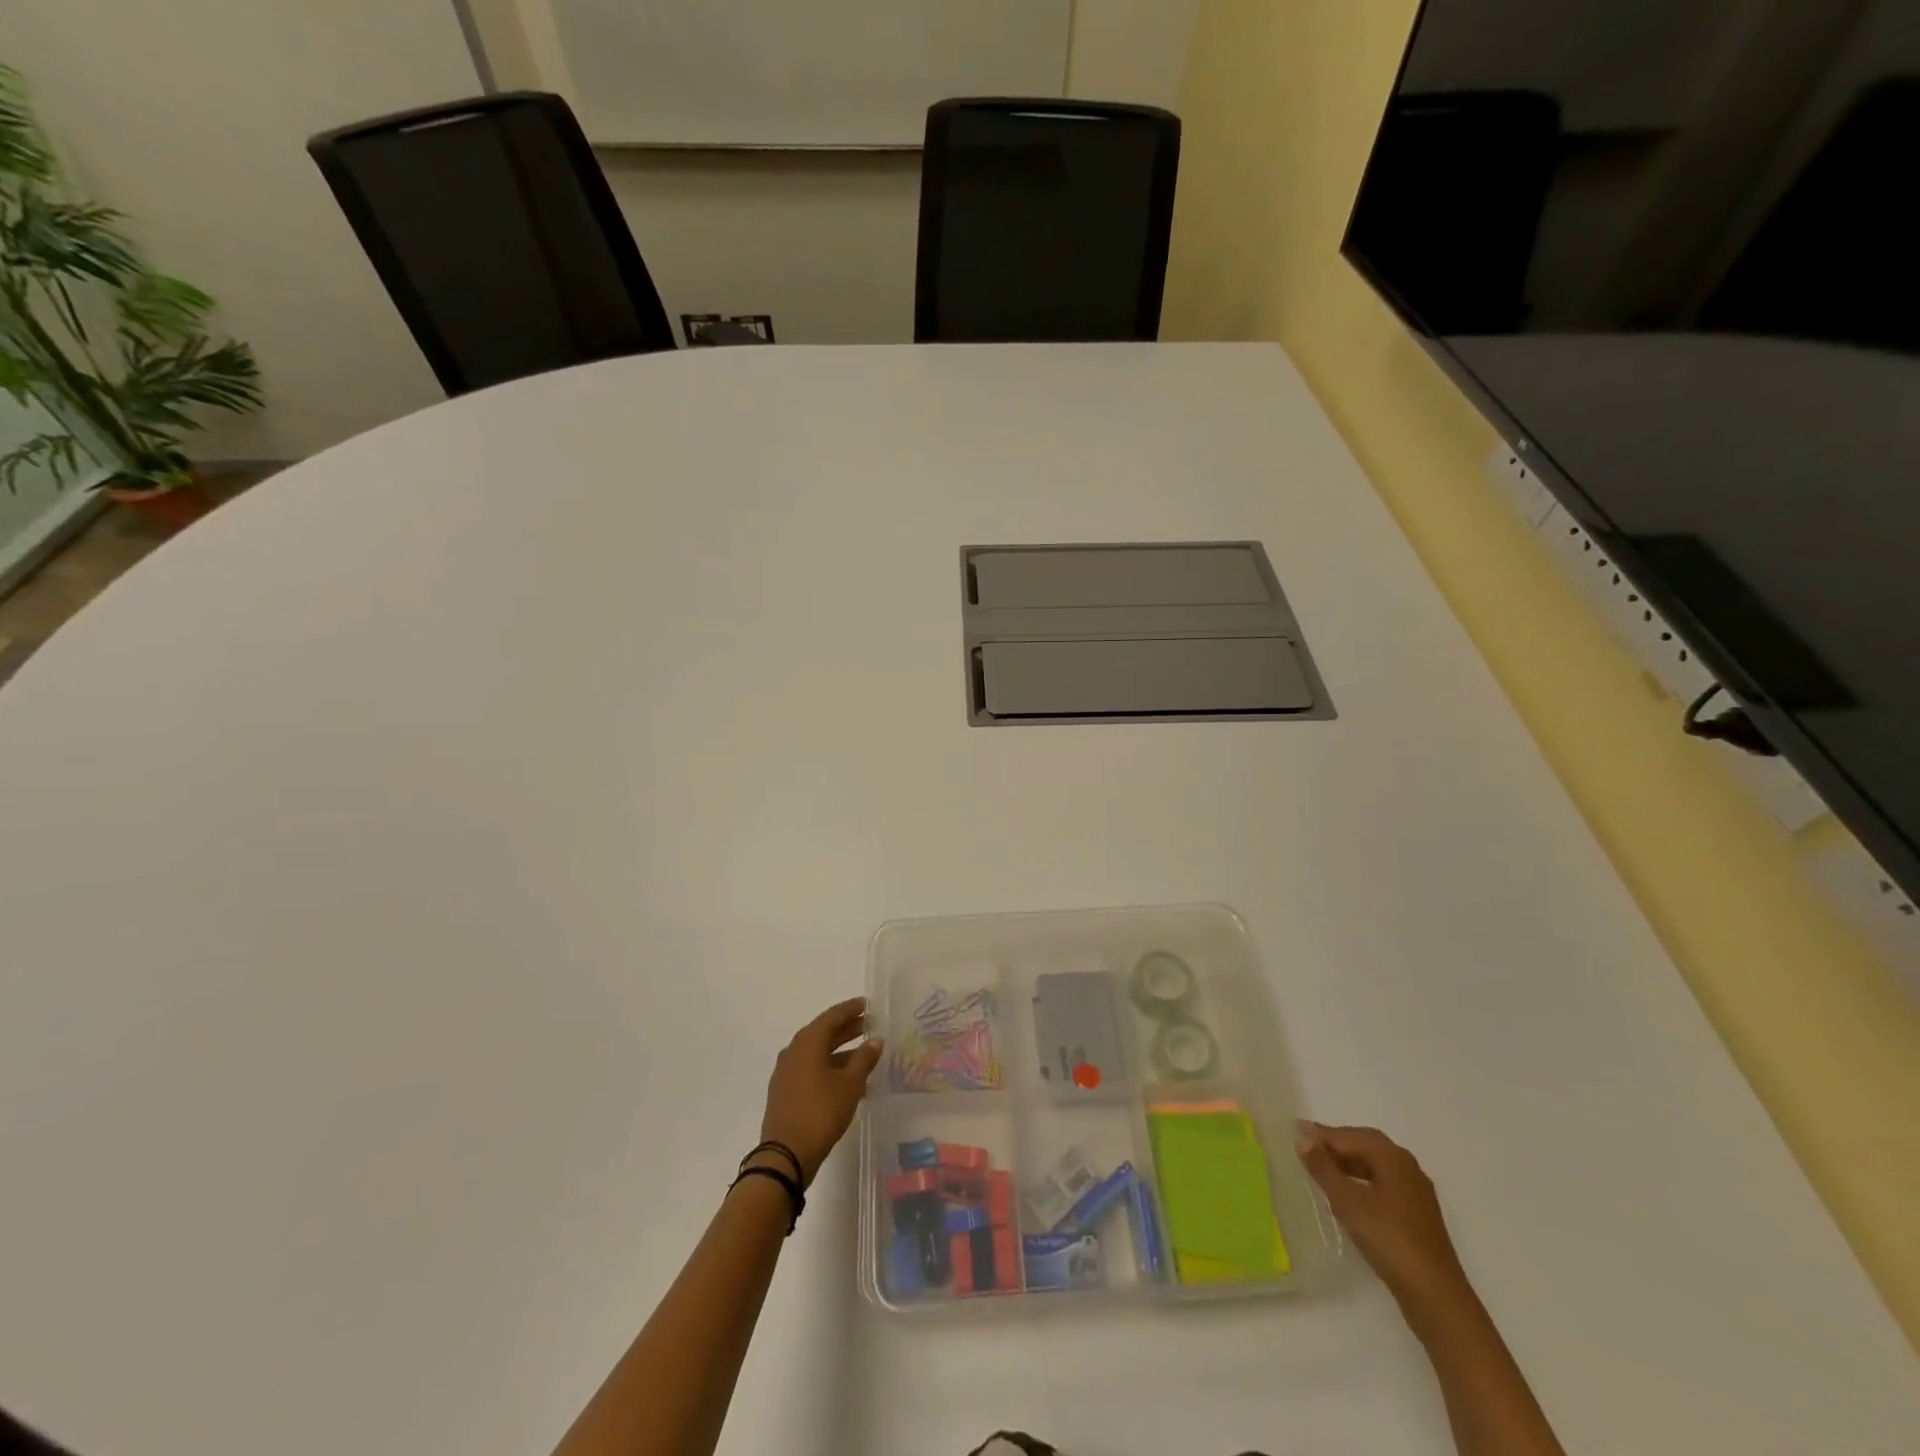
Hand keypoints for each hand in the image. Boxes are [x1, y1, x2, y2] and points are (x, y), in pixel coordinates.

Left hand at [758, 998, 883, 1187]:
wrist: (785, 1155)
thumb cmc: (820, 1112)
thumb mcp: (850, 1084)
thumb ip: (864, 1059)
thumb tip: (876, 1040)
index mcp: (807, 1043)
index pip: (832, 1017)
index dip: (851, 1010)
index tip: (867, 1005)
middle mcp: (794, 1052)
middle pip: (823, 1033)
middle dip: (847, 1029)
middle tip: (869, 1026)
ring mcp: (787, 1073)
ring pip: (818, 1054)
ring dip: (841, 1052)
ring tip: (865, 1056)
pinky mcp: (786, 1092)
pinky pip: (811, 1070)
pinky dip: (830, 1069)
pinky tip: (849, 1082)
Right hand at [1295, 1122, 1469, 1312]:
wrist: (1436, 1298)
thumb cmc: (1389, 1240)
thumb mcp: (1348, 1202)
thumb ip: (1323, 1168)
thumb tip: (1302, 1138)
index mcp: (1393, 1158)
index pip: (1350, 1136)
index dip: (1321, 1135)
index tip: (1294, 1134)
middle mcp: (1408, 1168)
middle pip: (1365, 1146)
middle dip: (1335, 1145)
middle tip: (1306, 1148)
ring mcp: (1416, 1194)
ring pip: (1375, 1166)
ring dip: (1348, 1164)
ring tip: (1320, 1171)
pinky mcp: (1417, 1216)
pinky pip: (1383, 1185)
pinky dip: (1361, 1183)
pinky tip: (1346, 1198)